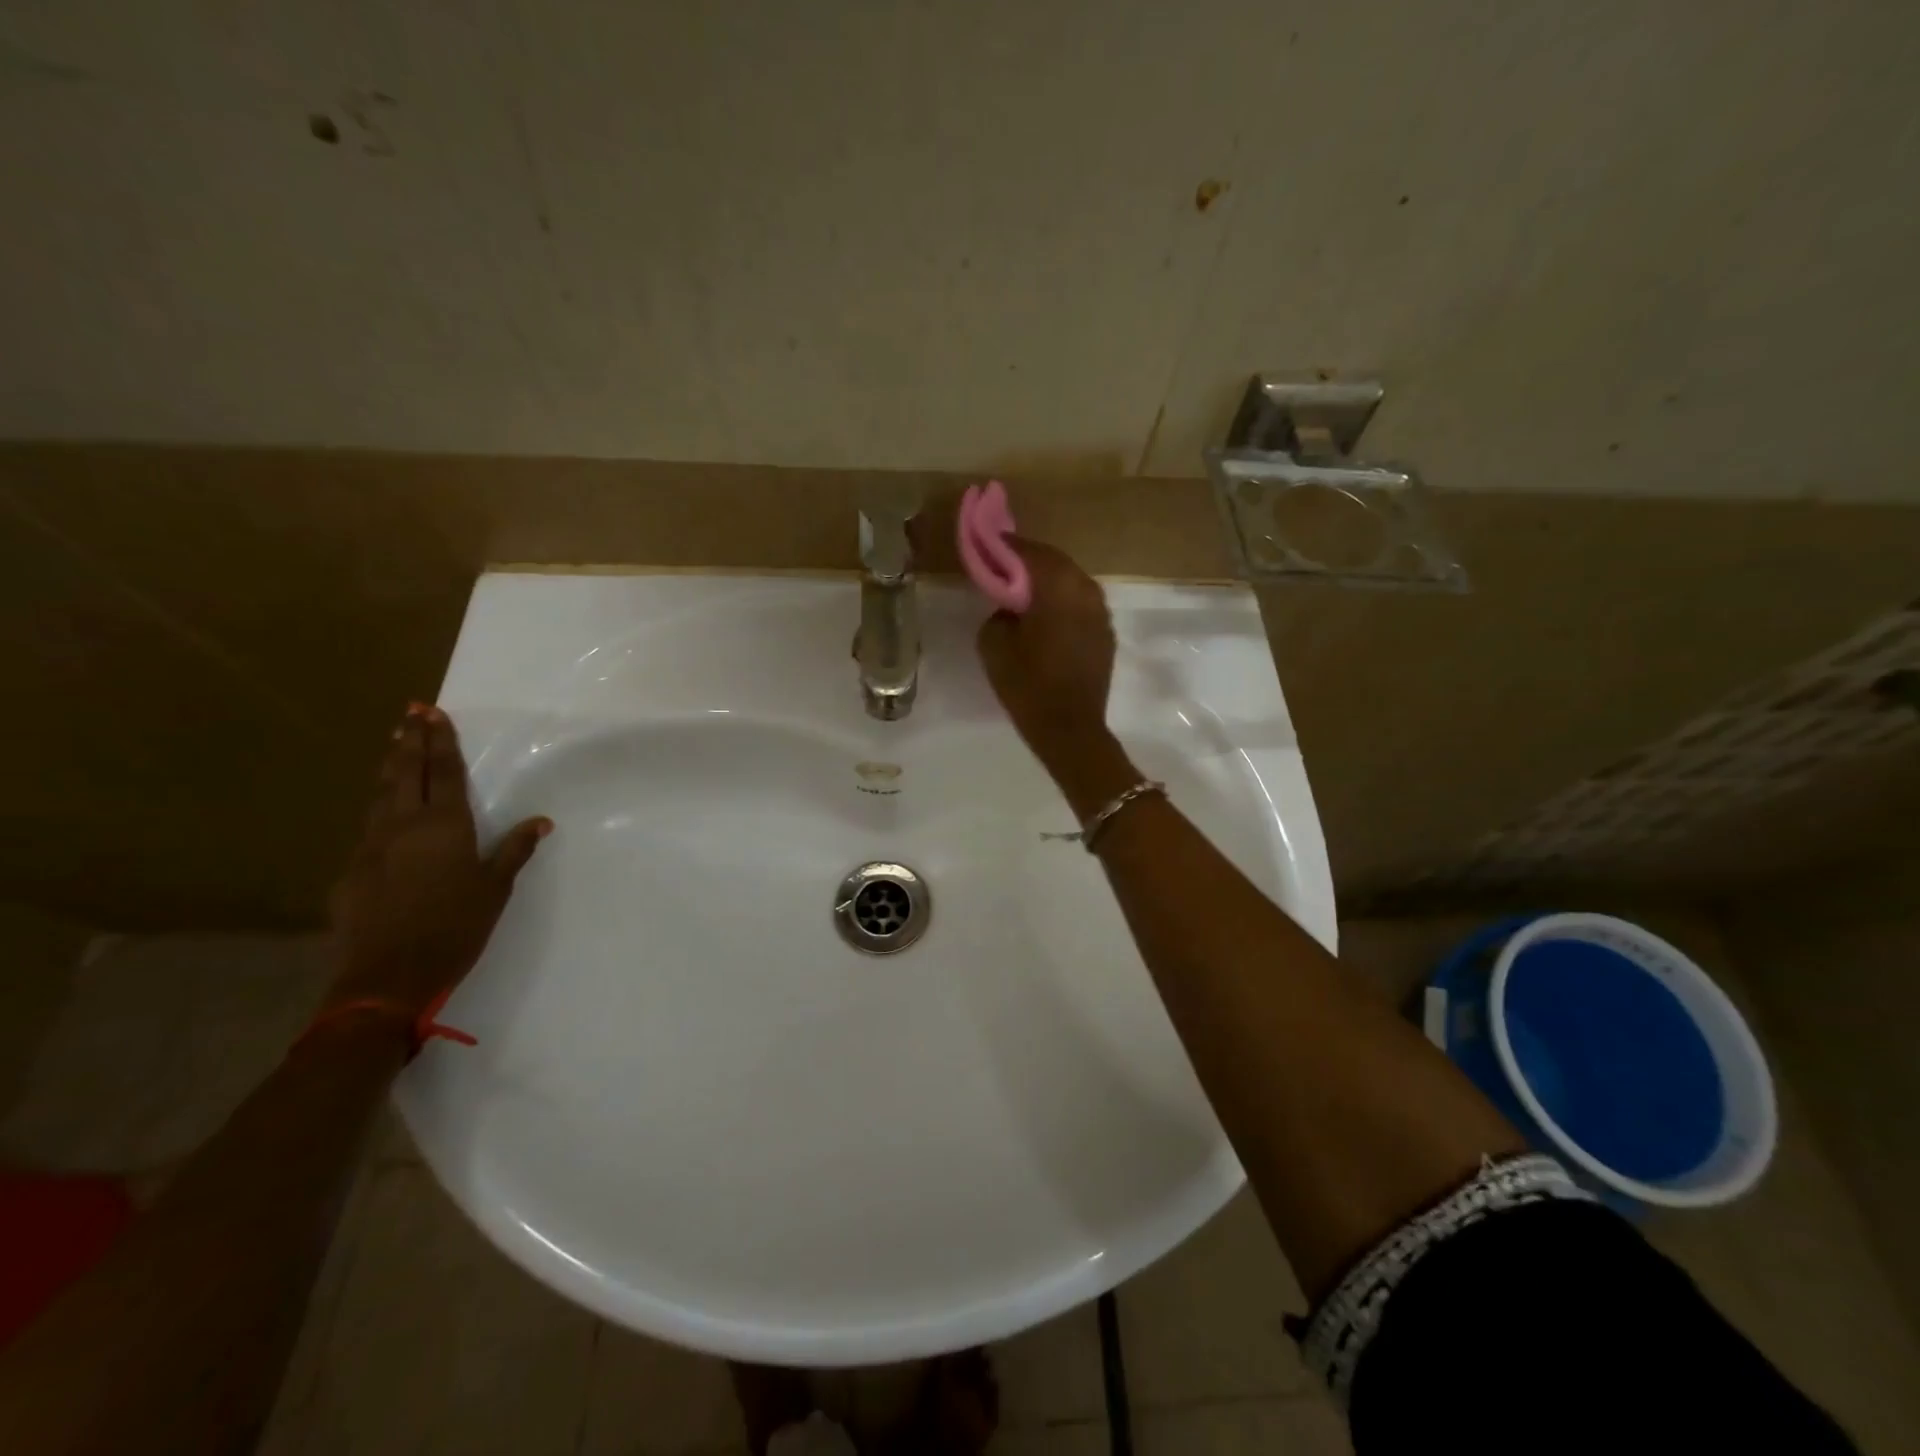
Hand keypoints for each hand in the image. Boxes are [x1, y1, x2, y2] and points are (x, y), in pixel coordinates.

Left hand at [325, 705, 550, 1015]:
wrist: (386, 977)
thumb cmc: (455, 927)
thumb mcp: (495, 889)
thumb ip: (515, 850)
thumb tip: (541, 821)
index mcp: (444, 826)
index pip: (443, 772)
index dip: (439, 740)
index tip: (433, 712)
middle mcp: (403, 826)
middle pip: (405, 773)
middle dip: (409, 740)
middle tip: (410, 713)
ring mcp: (370, 847)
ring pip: (380, 796)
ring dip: (390, 768)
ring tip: (393, 745)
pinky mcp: (350, 871)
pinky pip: (369, 829)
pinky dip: (379, 809)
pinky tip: (384, 813)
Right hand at [975, 538, 1118, 774]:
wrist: (1070, 729)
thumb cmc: (1028, 686)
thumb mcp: (994, 646)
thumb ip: (998, 614)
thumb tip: (1010, 608)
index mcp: (1056, 588)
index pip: (1029, 552)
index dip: (1006, 546)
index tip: (989, 545)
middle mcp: (1085, 590)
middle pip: (1055, 562)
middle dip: (1029, 560)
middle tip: (1004, 565)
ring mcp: (1101, 611)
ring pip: (1072, 581)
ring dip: (1049, 581)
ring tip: (1024, 590)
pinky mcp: (1105, 632)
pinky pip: (1081, 603)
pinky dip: (1063, 601)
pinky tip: (1047, 616)